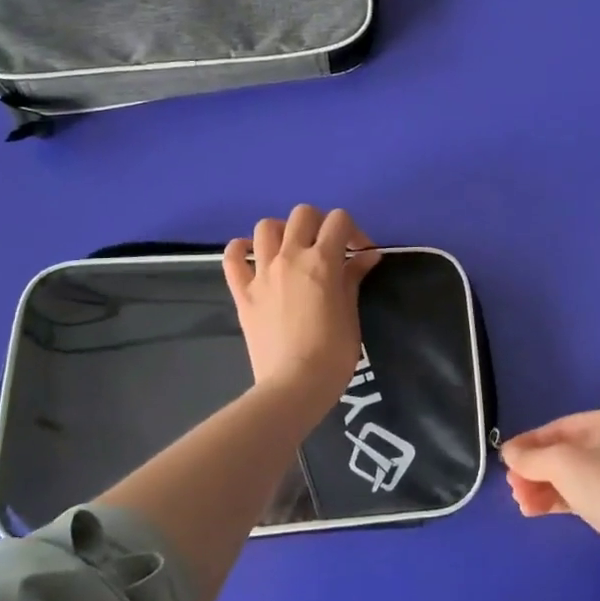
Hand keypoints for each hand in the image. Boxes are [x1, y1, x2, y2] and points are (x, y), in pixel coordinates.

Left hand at [223, 206, 379, 410]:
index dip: (353, 231)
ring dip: (283, 232)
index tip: (359, 253)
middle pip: (303, 214)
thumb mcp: (351, 312)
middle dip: (320, 224)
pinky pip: (231, 258)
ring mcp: (262, 274)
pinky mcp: (243, 293)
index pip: (340, 220)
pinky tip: (253, 257)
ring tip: (293, 251)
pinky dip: (240, 250)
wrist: (294, 385)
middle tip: (328, 248)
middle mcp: (290, 257)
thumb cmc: (333, 352)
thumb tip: (367, 255)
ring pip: (266, 227)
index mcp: (322, 261)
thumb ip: (354, 277)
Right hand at [500, 407, 599, 570]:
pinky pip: (583, 493)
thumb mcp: (562, 465)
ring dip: (543, 487)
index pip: (562, 427)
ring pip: (573, 475)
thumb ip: (531, 457)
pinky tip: (534, 510)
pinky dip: (559, 499)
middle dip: (536, 470)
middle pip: (566, 452)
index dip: (530, 443)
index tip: (504, 459)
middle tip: (512, 488)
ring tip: (521, 504)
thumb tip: (508, 453)